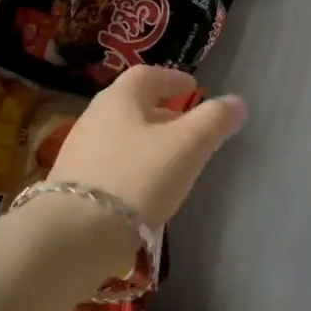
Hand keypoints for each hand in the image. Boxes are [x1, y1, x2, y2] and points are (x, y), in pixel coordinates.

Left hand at [45, 65, 246, 231]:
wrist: (75, 234)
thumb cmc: (137, 177)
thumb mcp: (186, 147)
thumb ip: (214, 121)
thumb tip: (238, 102)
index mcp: (119, 98)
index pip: (147, 75)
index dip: (172, 79)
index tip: (192, 88)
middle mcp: (94, 116)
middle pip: (131, 105)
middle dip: (160, 111)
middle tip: (186, 125)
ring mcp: (78, 150)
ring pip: (120, 134)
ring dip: (145, 140)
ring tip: (168, 158)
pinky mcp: (72, 184)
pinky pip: (109, 162)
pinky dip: (130, 164)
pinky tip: (142, 187)